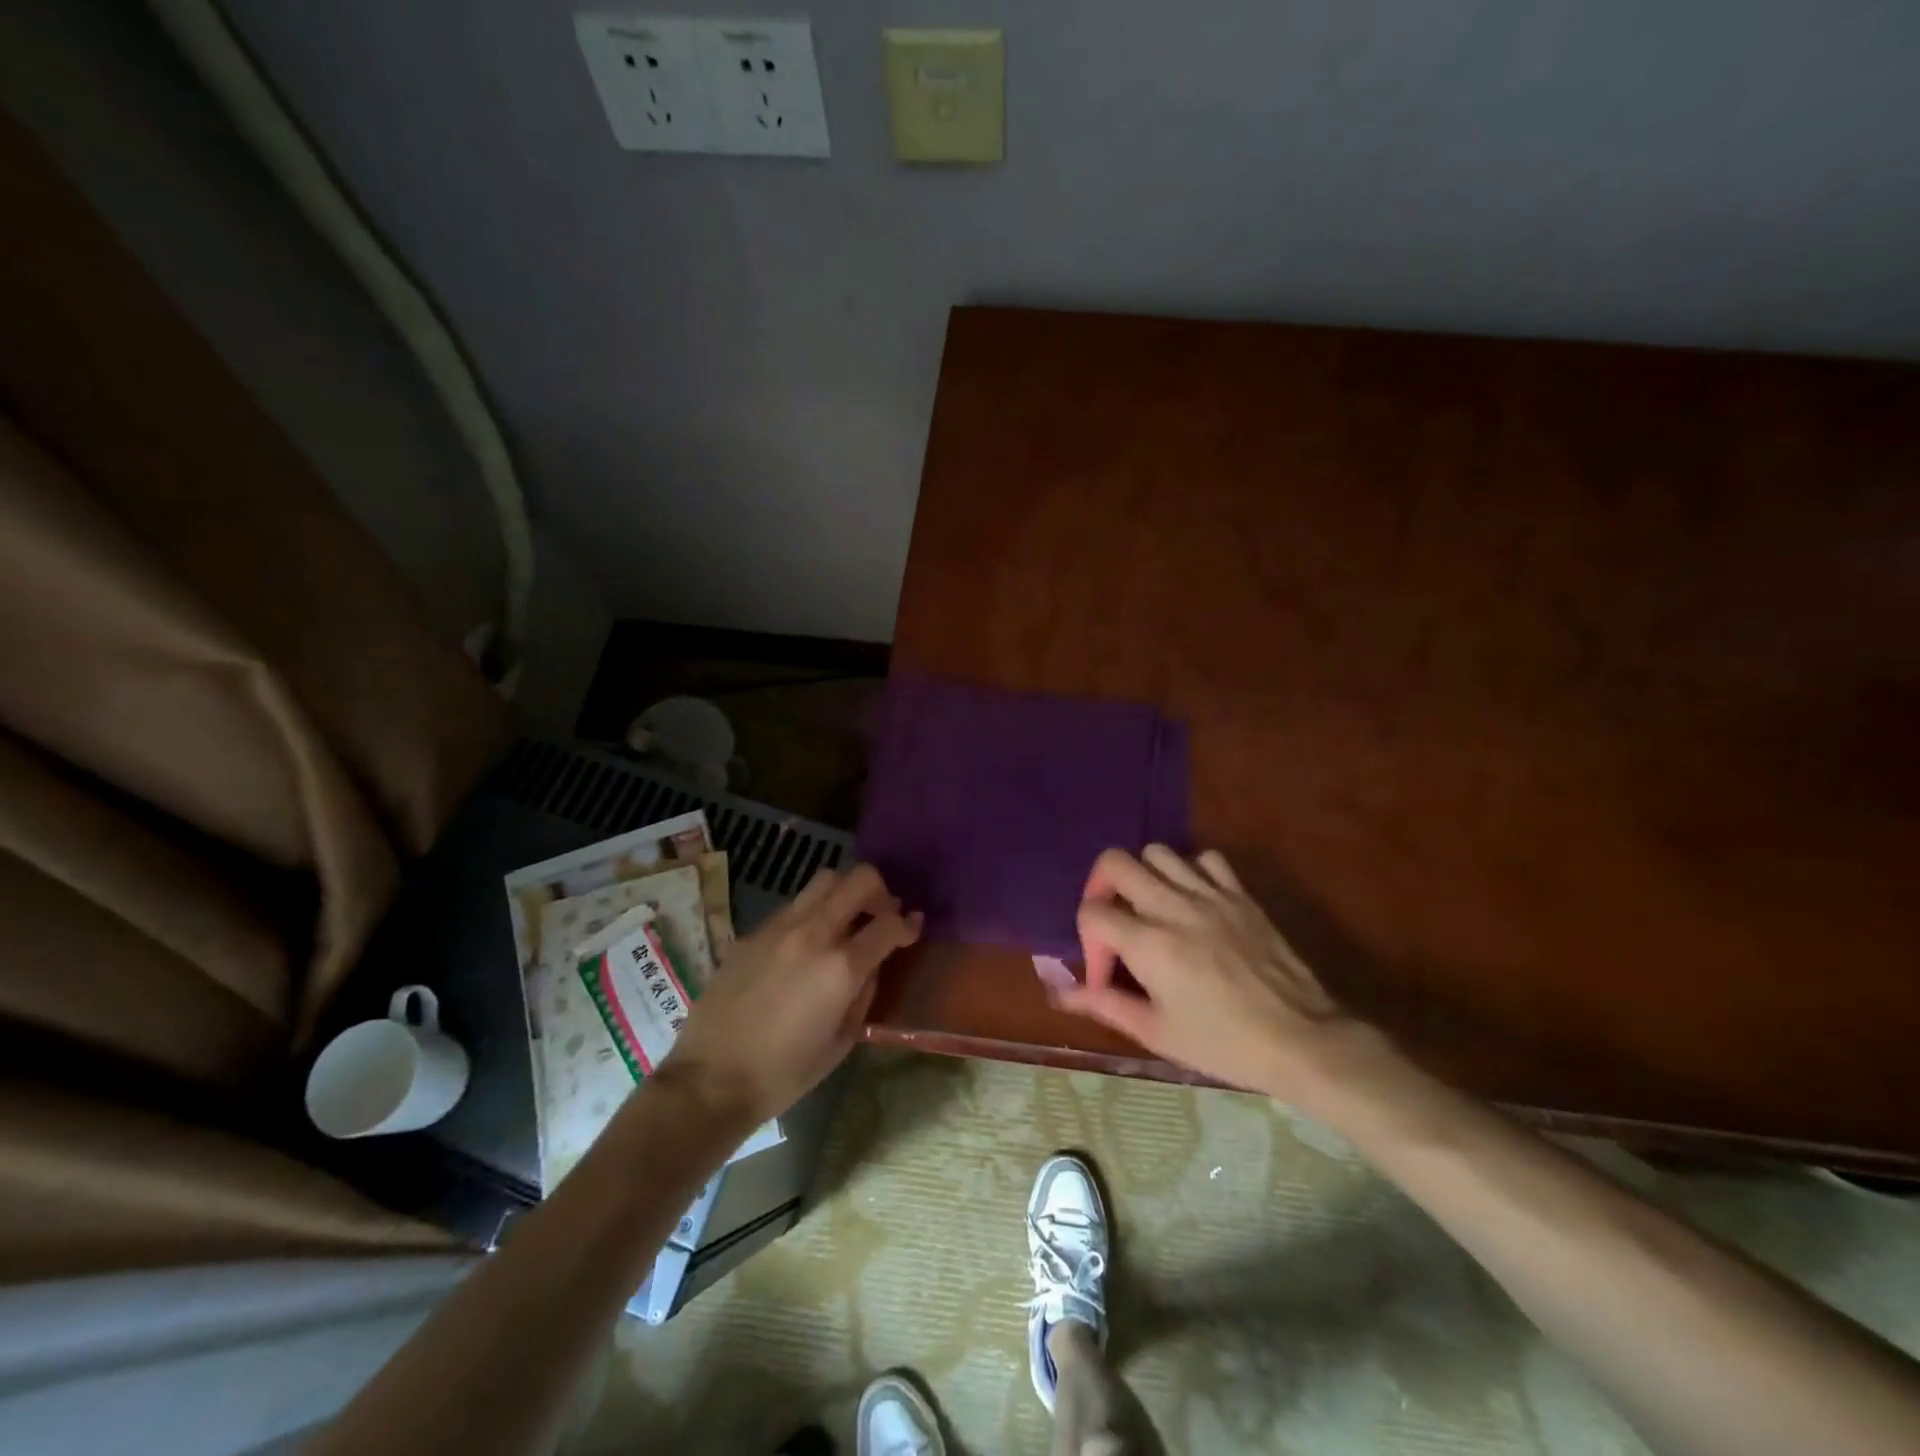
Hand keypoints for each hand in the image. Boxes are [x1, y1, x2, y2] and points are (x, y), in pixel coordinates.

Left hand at [662, 863, 921, 1123]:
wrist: (712, 1079)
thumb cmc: (785, 1072)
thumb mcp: (842, 1041)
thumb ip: (864, 994)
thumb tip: (872, 965)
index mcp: (841, 967)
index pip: (889, 924)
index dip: (908, 924)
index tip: (913, 928)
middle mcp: (813, 933)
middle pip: (859, 879)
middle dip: (880, 892)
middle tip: (881, 915)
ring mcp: (779, 927)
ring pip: (824, 881)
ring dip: (844, 893)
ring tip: (845, 920)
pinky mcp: (753, 932)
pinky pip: (793, 906)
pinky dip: (812, 913)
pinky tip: (806, 944)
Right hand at [1053, 845, 1374, 1103]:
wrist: (1302, 1040)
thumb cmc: (1224, 1044)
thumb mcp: (1158, 1033)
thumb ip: (1107, 1004)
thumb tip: (1063, 993)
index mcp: (1149, 943)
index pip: (1092, 912)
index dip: (1088, 944)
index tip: (1107, 976)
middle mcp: (1173, 906)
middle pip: (1115, 862)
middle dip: (1101, 889)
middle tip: (1114, 922)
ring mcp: (1210, 895)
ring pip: (1157, 852)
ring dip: (1144, 877)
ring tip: (1152, 910)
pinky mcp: (1241, 894)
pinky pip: (1206, 859)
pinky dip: (1191, 873)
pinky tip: (1194, 902)